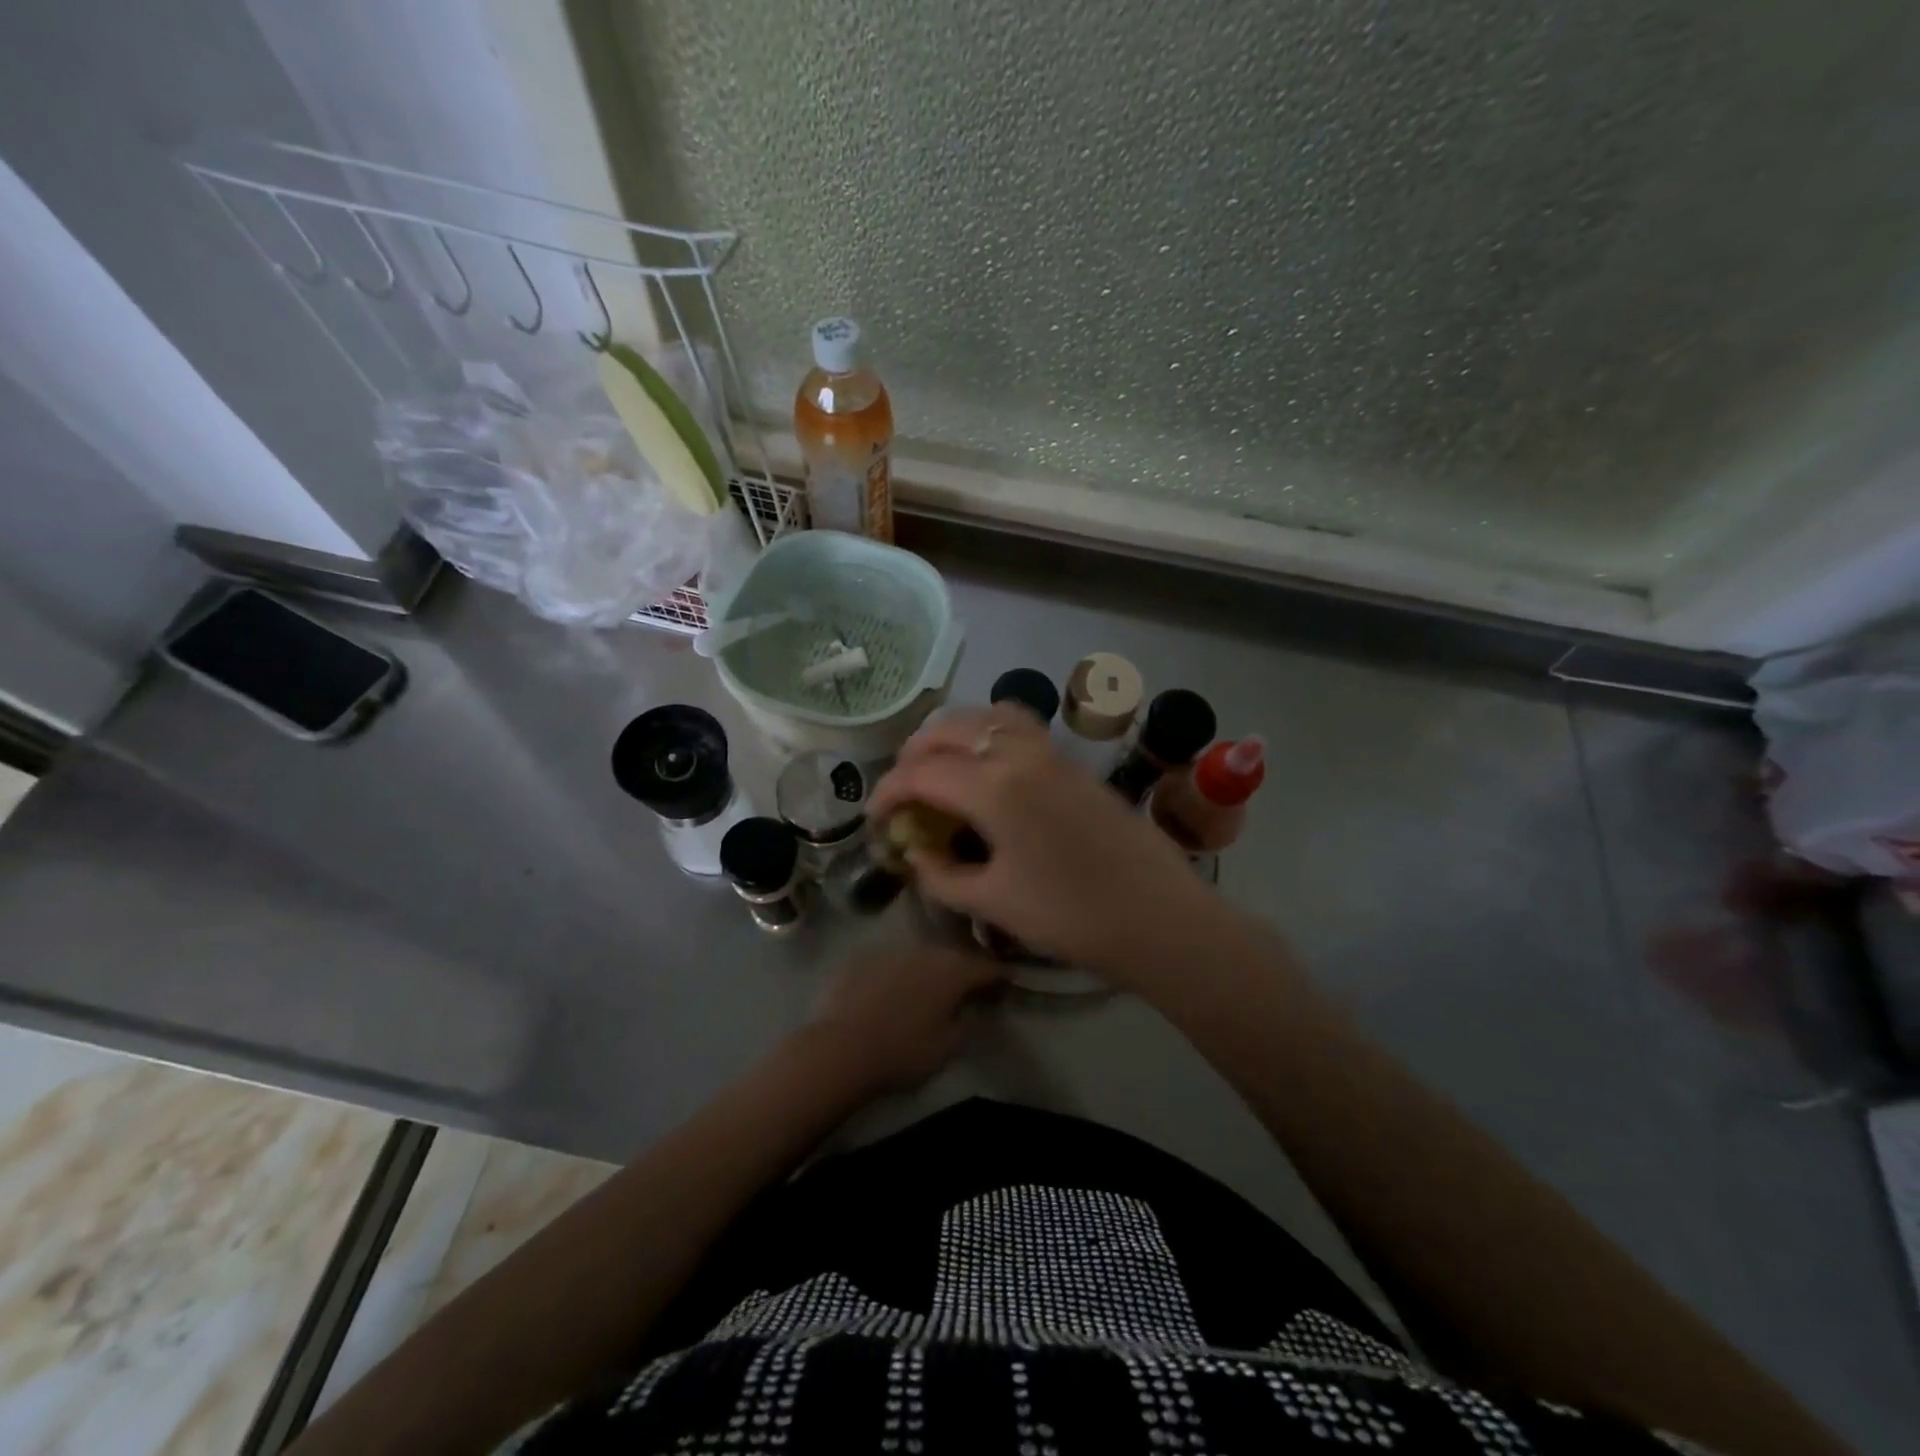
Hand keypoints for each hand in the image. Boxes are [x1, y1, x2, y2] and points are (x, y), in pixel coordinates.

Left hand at [803, 941, 1003, 1093]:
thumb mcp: (948, 1046)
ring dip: (928, 969)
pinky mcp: (861, 957)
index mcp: (952, 969)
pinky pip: (889, 963)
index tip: (1006, 986)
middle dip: (963, 968)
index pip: (987, 965)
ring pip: (919, 955)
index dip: (1000, 975)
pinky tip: (890, 994)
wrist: (841, 1049)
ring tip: (927, 991)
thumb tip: (971, 1004)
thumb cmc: (903, 1052)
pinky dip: (896, 974)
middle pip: (953, 954)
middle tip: (967, 988)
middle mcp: (924, 949)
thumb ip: (967, 1019)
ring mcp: (890, 949)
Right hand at [869, 706, 1217, 978]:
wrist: (1157, 917)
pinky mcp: (1073, 762)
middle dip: (914, 754)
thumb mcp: (992, 903)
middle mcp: (1019, 754)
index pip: (921, 772)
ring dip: (953, 733)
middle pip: (950, 729)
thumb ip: (941, 874)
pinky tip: (987, 765)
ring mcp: (1051, 751)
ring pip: (986, 716)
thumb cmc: (1070, 916)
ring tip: (939, 766)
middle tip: (903, 791)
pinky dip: (988, 731)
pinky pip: (1019, 726)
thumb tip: (916, 852)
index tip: (875, 817)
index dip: (888, 791)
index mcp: (993, 788)